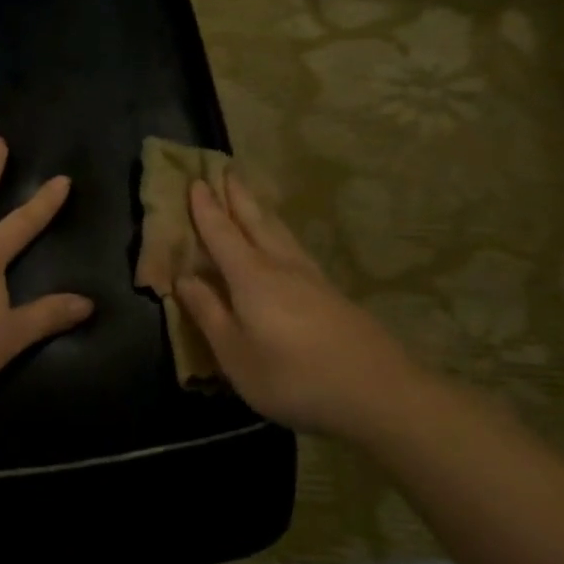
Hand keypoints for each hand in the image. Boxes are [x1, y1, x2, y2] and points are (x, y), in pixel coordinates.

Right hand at [174, 177, 423, 440]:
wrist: (379, 394)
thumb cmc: (293, 377)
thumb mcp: (235, 354)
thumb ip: (208, 313)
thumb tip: (184, 279)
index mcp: (252, 279)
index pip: (222, 235)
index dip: (206, 210)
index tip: (196, 181)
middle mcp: (282, 267)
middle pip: (256, 222)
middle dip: (237, 197)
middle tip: (225, 169)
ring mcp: (313, 279)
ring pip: (281, 233)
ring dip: (260, 210)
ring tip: (250, 196)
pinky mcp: (332, 295)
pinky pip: (296, 249)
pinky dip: (280, 233)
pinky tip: (284, 243)